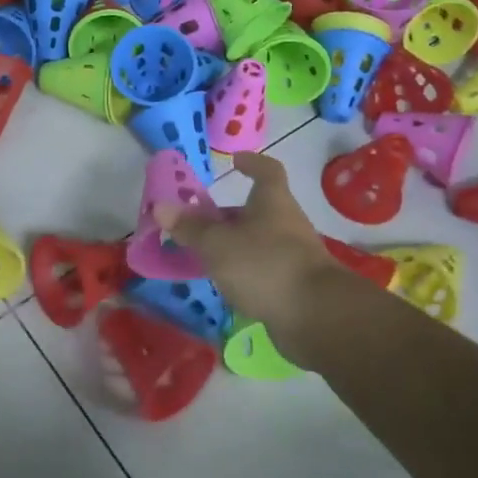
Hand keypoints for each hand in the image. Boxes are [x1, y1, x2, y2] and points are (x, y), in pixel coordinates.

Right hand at [153, 152, 351, 363]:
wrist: (316, 316)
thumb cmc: (264, 265)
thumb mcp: (217, 244)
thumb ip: (190, 228)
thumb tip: (160, 206)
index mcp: (272, 202)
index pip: (267, 171)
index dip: (252, 163)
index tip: (235, 161)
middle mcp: (287, 223)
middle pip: (257, 211)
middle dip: (228, 215)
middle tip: (197, 223)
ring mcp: (294, 256)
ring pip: (258, 242)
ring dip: (234, 246)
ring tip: (203, 257)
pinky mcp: (294, 286)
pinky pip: (263, 271)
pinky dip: (244, 273)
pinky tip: (224, 286)